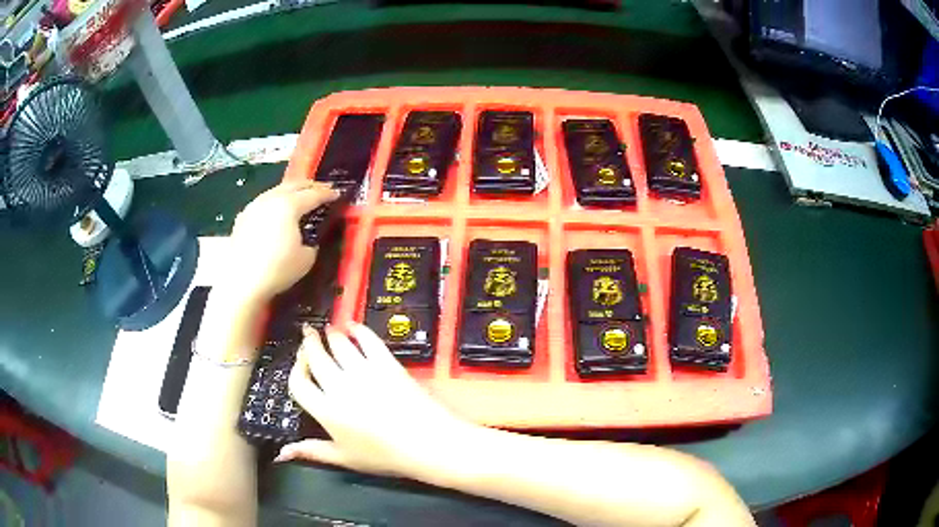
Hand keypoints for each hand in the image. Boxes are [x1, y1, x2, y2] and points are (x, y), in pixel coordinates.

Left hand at [224, 181, 338, 302]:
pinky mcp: (243, 217)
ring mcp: (254, 206)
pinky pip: (264, 202)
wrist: (241, 282)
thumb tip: (308, 241)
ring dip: (291, 192)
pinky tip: (276, 212)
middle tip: (321, 189)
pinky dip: (275, 202)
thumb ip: (311, 244)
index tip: (337, 194)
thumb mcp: (306, 259)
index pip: (313, 194)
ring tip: (299, 198)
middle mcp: (271, 199)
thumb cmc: (277, 269)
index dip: (327, 194)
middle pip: (293, 185)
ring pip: (276, 190)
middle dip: (309, 186)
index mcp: (289, 205)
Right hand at [279, 324, 474, 478]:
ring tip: (328, 330)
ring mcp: (363, 371)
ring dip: (330, 334)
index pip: (299, 383)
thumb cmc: (384, 455)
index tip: (299, 363)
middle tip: (309, 335)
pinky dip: (358, 329)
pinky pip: (368, 339)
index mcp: (326, 411)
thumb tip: (281, 453)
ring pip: (338, 344)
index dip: (296, 370)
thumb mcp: (345, 458)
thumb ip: (312, 451)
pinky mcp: (386, 363)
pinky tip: (353, 326)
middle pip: (316, 357)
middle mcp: (339, 387)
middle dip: (310, 343)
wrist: (427, 443)